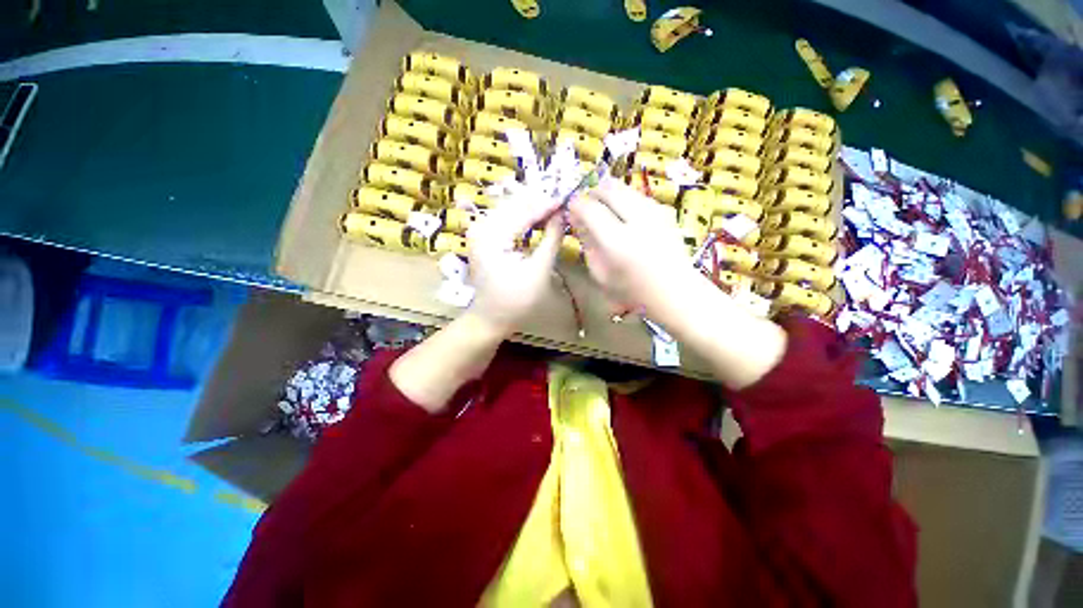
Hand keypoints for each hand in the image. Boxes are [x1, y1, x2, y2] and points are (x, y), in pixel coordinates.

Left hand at [466, 191, 564, 335]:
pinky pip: (505, 220)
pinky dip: (523, 219)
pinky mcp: (482, 237)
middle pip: (514, 206)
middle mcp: (481, 227)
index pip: (523, 212)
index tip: (567, 199)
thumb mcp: (539, 270)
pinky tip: (538, 219)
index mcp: (492, 237)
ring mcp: (479, 231)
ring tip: (554, 210)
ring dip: (532, 209)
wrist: (490, 318)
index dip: (547, 205)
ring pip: (510, 210)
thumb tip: (562, 214)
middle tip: (563, 203)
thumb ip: (551, 239)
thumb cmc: (516, 301)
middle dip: (539, 204)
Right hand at [568, 177, 700, 320]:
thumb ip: (587, 244)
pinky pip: (638, 195)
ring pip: (625, 188)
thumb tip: (577, 220)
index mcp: (617, 241)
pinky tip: (623, 213)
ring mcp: (654, 213)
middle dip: (592, 193)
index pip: (590, 209)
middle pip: (608, 190)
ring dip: (608, 193)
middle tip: (585, 205)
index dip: (576, 205)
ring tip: (602, 208)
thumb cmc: (632, 290)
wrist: (674, 291)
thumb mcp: (600, 273)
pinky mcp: (665, 212)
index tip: (571, 211)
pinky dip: (625, 198)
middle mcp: (637, 221)